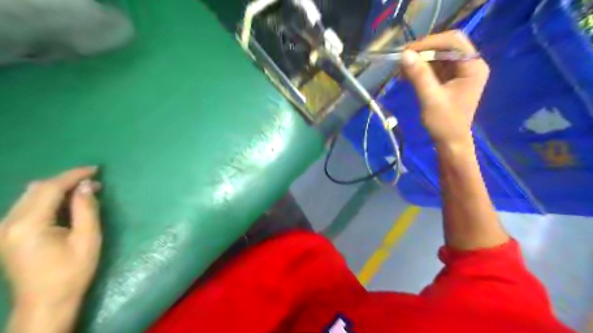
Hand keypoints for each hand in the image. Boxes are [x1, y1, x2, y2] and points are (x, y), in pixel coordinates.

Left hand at [0, 167, 101, 329]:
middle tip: (93, 180)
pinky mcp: (7, 235)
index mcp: (28, 225)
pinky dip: (48, 199)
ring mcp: (4, 229)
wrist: (46, 302)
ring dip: (57, 188)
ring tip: (83, 190)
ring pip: (30, 196)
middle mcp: (8, 223)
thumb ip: (86, 209)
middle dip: (65, 180)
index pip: (49, 188)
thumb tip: (88, 186)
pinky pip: (27, 206)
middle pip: (36, 189)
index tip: (96, 169)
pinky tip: (66, 202)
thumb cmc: (71, 271)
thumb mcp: (87, 239)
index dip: (73, 175)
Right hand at [398, 30, 490, 145]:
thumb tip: (404, 55)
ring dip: (420, 60)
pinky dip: (421, 68)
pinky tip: (408, 75)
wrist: (450, 142)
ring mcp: (460, 72)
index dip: (429, 42)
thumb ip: (419, 76)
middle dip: (423, 50)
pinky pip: (434, 67)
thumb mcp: (431, 99)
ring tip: (402, 69)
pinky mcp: (450, 79)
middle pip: (446, 45)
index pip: (453, 41)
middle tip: (403, 59)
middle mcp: (469, 64)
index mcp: (473, 66)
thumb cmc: (444, 123)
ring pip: (439, 55)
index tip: (407, 52)